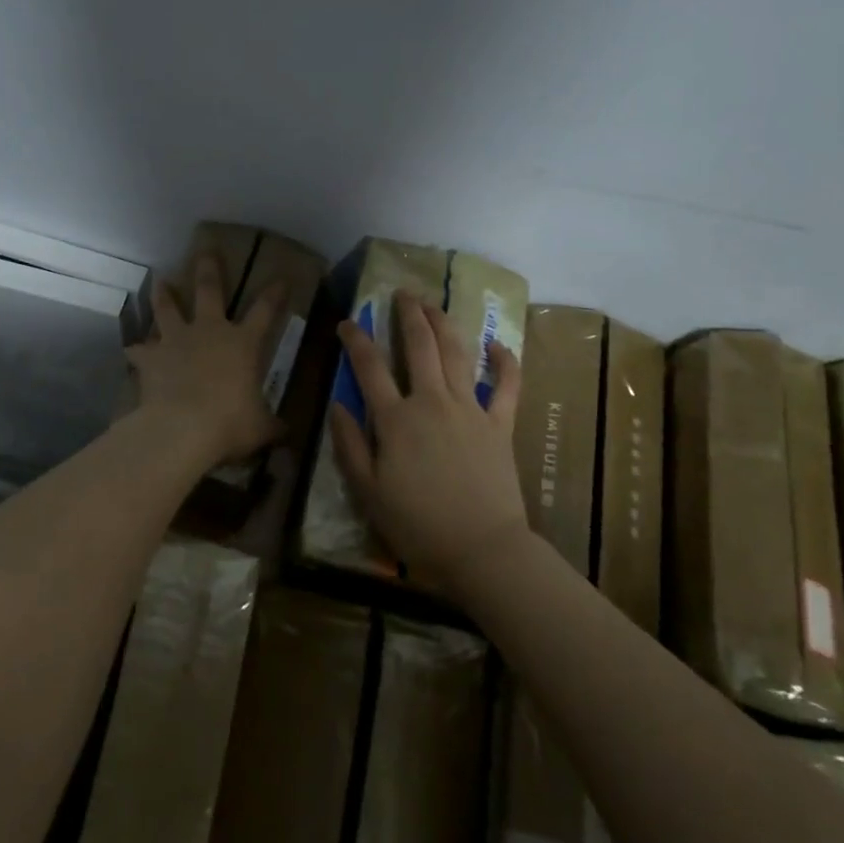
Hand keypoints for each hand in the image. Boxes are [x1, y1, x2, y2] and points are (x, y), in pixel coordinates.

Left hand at [125, 256, 284, 472]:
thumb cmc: (230, 423)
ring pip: (168, 308)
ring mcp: (177, 341)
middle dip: (209, 268)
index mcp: (242, 343)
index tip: (280, 277)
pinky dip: (137, 349)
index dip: (274, 294)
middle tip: (206, 249)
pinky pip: (140, 350)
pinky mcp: (151, 358)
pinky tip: (131, 348)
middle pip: (209, 290)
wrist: (183, 428)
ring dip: (164, 294)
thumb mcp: (261, 427)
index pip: (265, 311)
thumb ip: (272, 425)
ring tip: (160, 281)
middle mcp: (209, 332)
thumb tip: (286, 433)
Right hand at [329, 291, 528, 600]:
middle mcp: (432, 402)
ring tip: (433, 303)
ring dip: (443, 323)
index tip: (347, 321)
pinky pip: (507, 385)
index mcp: (396, 419)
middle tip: (401, 293)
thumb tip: (336, 405)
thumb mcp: (368, 493)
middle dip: (408, 314)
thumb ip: (349, 446)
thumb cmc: (419, 525)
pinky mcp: (500, 423)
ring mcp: (470, 408)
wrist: (483, 549)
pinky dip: (504, 362)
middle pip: (419, 346)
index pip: (369, 367)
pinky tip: (497, 344)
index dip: (356, 339)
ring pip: (456, 353)